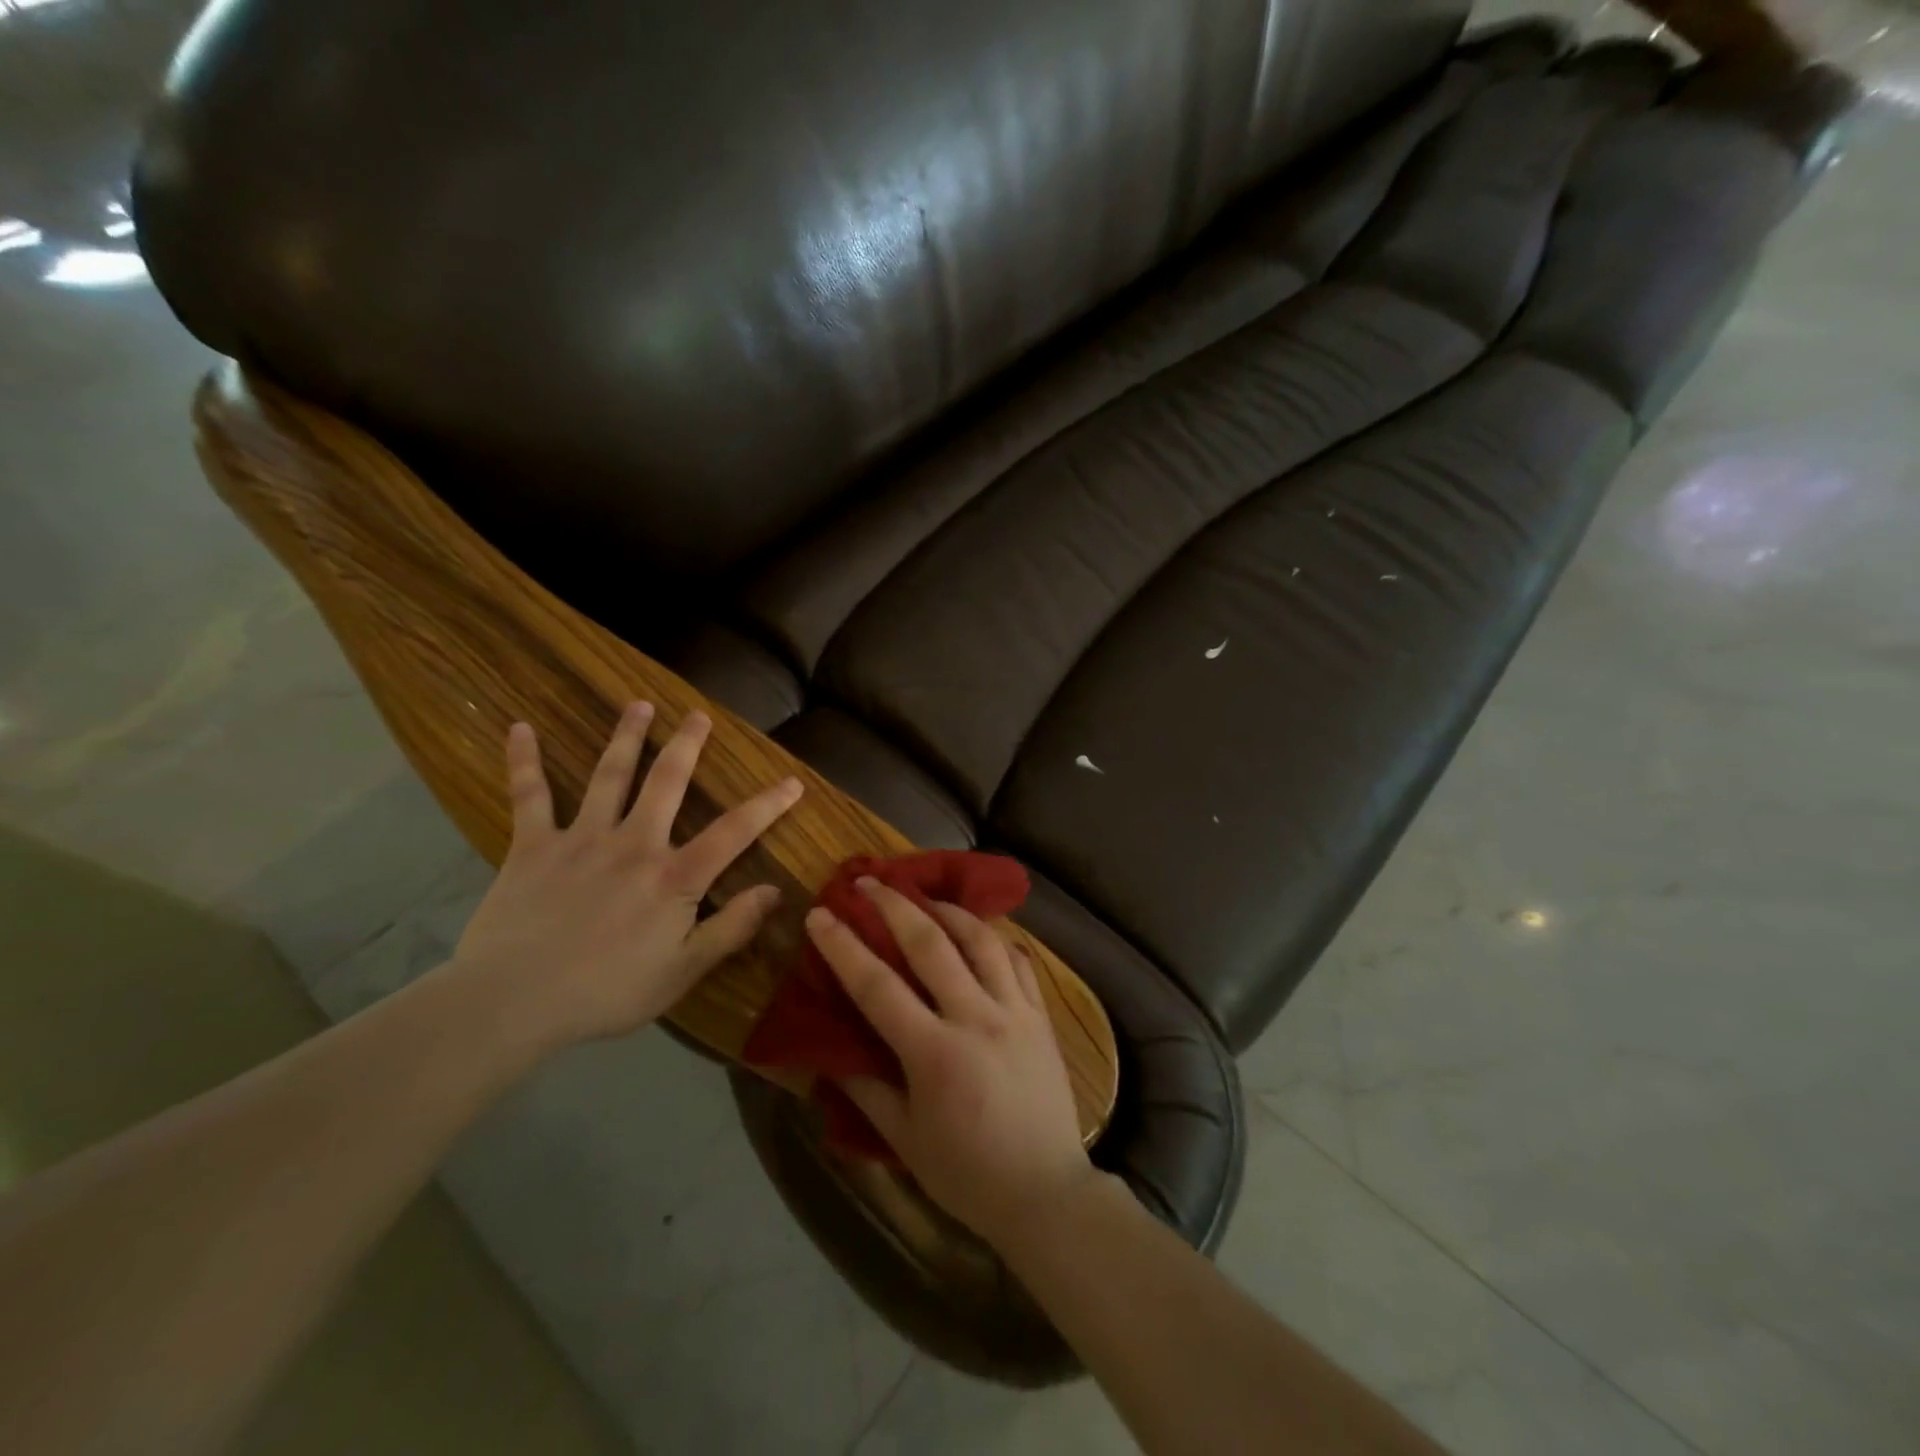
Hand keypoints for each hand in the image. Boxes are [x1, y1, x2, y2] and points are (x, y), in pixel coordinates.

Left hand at [455, 701, 803, 1049]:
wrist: (512, 1000)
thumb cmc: (607, 991)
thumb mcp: (682, 972)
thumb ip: (731, 929)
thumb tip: (775, 892)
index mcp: (673, 876)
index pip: (734, 832)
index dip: (767, 805)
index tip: (792, 782)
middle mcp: (634, 843)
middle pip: (667, 783)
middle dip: (687, 746)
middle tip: (699, 715)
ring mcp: (581, 839)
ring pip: (609, 776)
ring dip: (626, 737)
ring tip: (639, 705)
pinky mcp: (533, 847)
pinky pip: (529, 797)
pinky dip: (524, 762)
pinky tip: (521, 729)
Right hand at [806, 880, 1096, 1247]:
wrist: (1046, 1194)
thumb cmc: (967, 1175)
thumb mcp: (904, 1140)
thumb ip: (866, 1089)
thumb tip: (830, 1051)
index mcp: (934, 1053)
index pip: (878, 986)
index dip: (844, 946)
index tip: (821, 915)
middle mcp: (976, 1018)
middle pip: (931, 944)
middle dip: (894, 906)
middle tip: (869, 882)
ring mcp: (1015, 1012)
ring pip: (981, 940)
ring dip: (948, 910)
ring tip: (924, 896)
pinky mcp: (1042, 1016)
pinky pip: (1019, 961)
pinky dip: (995, 939)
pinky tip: (980, 932)